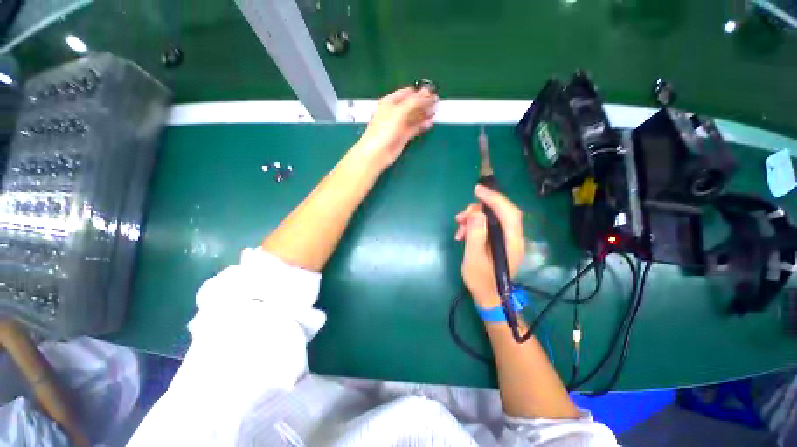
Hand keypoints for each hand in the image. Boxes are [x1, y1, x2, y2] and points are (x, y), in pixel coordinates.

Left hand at [354, 87, 437, 169]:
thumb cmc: (384, 130)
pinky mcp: (403, 137)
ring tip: (435, 112)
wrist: (377, 153)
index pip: (407, 93)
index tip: (432, 92)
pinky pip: (414, 129)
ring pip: (414, 117)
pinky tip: (429, 123)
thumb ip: (414, 102)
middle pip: (412, 105)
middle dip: (424, 103)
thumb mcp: (399, 111)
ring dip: (424, 114)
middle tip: (437, 102)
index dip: (420, 92)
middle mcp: (394, 113)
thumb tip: (428, 93)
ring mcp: (399, 125)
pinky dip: (421, 125)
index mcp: (390, 102)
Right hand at [455, 185, 525, 307]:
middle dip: (478, 210)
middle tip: (460, 217)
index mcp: (512, 241)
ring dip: (473, 219)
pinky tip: (462, 234)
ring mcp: (506, 239)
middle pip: (500, 213)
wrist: (488, 297)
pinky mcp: (499, 241)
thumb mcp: (474, 258)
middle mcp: (513, 237)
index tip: (477, 190)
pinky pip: (487, 226)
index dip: (494, 198)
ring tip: (458, 228)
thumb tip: (476, 213)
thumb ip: (476, 235)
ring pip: (491, 218)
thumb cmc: (481, 280)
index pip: (509, 212)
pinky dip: (474, 226)